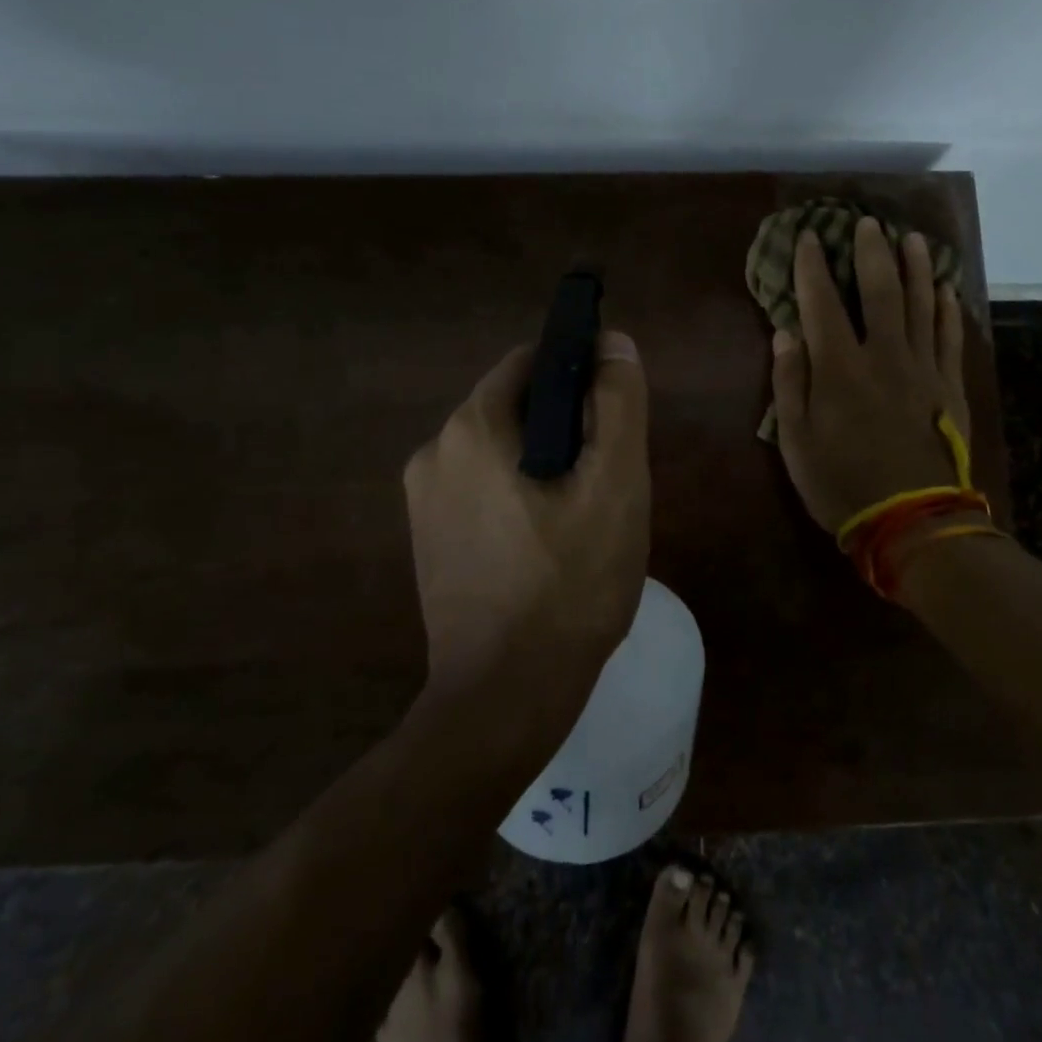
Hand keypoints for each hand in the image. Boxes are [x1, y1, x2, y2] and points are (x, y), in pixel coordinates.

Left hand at [403, 333, 651, 700]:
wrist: (505, 698)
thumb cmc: (570, 584)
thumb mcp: (615, 485)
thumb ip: (618, 403)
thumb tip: (613, 342)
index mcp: (471, 427)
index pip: (531, 362)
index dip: (580, 374)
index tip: (614, 416)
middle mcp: (434, 451)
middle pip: (516, 407)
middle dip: (566, 426)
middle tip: (606, 479)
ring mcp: (423, 499)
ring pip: (501, 450)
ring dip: (544, 463)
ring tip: (583, 516)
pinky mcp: (428, 538)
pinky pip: (482, 489)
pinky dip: (518, 495)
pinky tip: (548, 544)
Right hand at [770, 218, 969, 532]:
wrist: (913, 521)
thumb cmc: (842, 484)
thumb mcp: (795, 441)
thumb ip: (789, 384)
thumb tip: (785, 333)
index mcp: (839, 368)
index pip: (822, 303)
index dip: (812, 267)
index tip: (809, 237)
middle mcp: (883, 356)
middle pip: (879, 291)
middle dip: (870, 253)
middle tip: (867, 222)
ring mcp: (923, 369)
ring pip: (921, 305)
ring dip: (916, 268)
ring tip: (911, 238)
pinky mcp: (949, 387)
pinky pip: (949, 337)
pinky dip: (947, 310)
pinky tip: (946, 290)